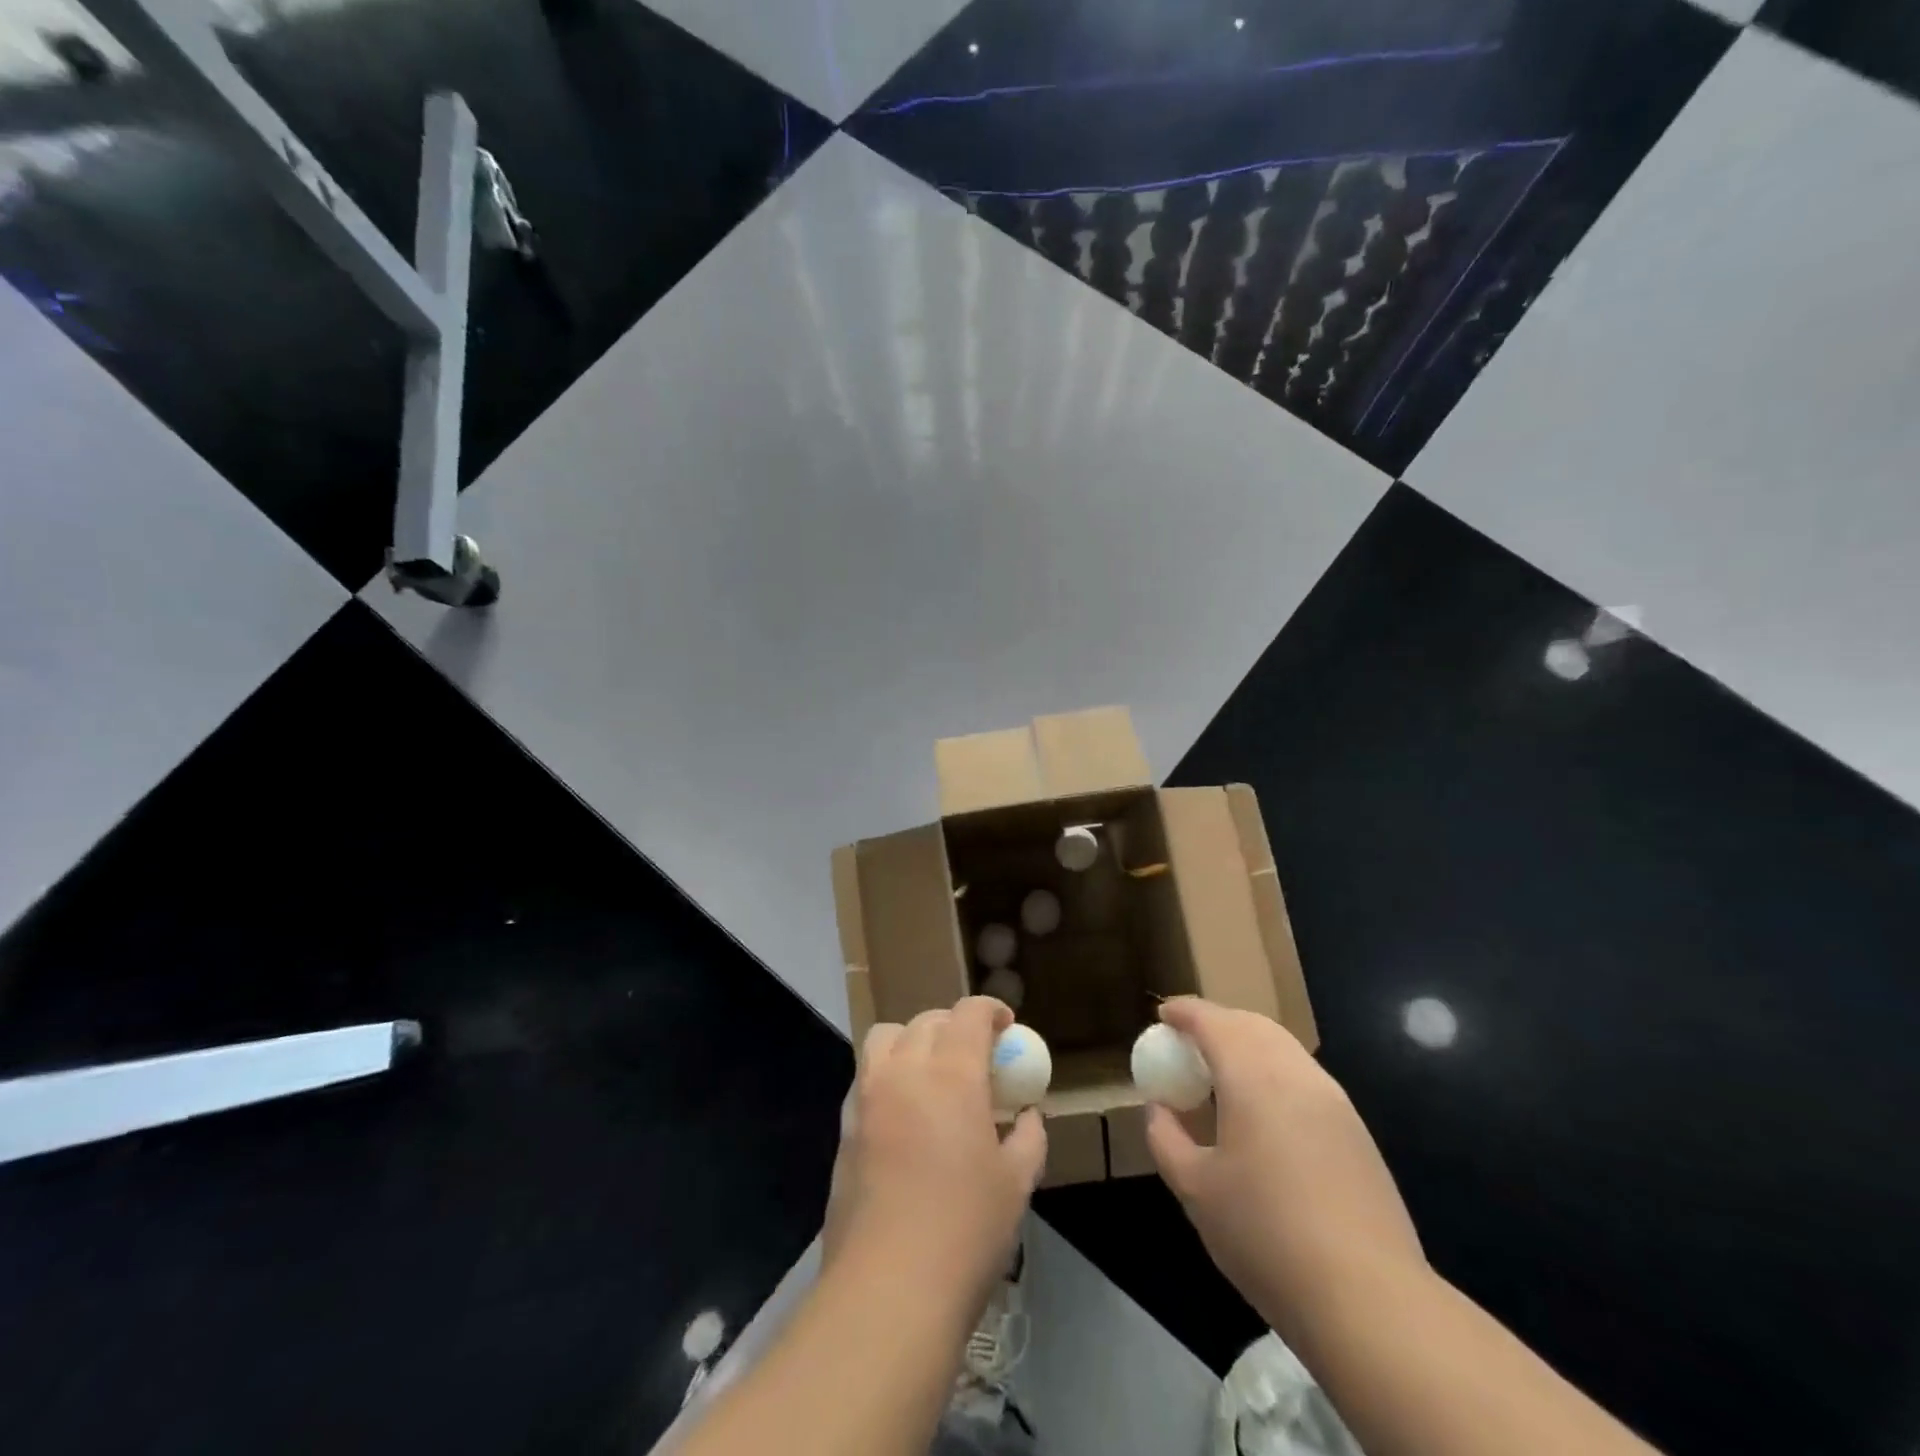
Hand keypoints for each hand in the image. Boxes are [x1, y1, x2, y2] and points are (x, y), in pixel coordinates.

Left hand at [822, 997, 1046, 1308]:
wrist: (889, 1288)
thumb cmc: (965, 1231)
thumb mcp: (1016, 1183)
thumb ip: (1027, 1137)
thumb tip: (1026, 1117)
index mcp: (951, 1074)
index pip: (968, 1014)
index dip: (990, 1009)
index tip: (1005, 1025)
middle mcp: (904, 1071)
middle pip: (926, 1021)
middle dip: (954, 1024)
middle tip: (974, 1052)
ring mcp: (867, 1097)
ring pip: (885, 1037)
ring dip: (912, 1039)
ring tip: (931, 1070)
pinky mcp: (844, 1128)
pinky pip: (866, 1077)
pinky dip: (887, 1074)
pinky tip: (904, 1112)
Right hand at [1145, 997, 1423, 1332]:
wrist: (1369, 1300)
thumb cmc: (1266, 1236)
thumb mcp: (1195, 1190)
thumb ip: (1166, 1137)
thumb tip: (1158, 1108)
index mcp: (1253, 1077)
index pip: (1213, 1021)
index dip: (1184, 1011)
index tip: (1161, 1014)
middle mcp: (1295, 1073)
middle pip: (1251, 1024)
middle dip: (1216, 1022)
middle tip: (1187, 1043)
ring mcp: (1333, 1100)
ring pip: (1283, 1047)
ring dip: (1247, 1044)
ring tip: (1221, 1074)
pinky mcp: (1355, 1130)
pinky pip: (1303, 1076)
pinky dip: (1273, 1070)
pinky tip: (1262, 1111)